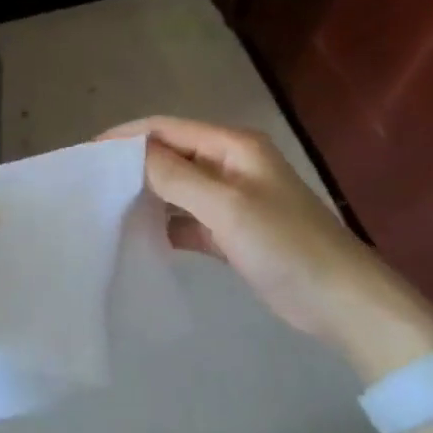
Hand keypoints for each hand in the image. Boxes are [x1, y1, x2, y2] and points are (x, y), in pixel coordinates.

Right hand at [107, 116, 432, 374]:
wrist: (344, 305)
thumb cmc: (286, 246)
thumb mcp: (225, 205)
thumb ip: (174, 175)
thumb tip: (129, 153)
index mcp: (233, 146)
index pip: (167, 128)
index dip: (127, 136)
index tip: (88, 153)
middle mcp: (231, 165)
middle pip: (171, 154)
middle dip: (133, 163)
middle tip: (92, 181)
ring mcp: (234, 199)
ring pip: (178, 187)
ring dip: (147, 193)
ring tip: (107, 206)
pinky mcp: (234, 232)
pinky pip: (189, 218)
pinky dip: (166, 224)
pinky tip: (142, 236)